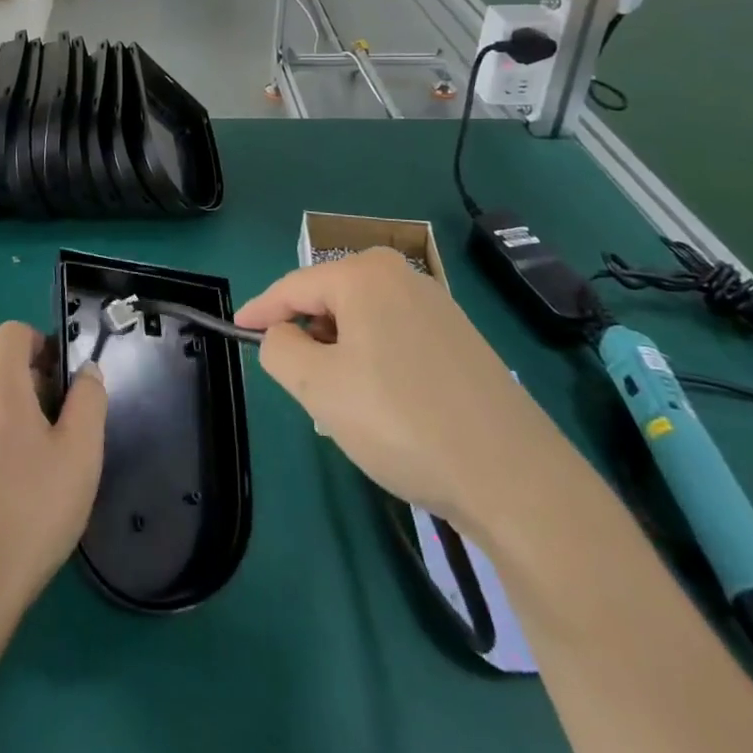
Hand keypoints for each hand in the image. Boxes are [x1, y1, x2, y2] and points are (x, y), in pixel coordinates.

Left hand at [0, 321, 107, 620]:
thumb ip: (89, 399)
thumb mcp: (82, 452)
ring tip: (27, 463)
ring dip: (4, 417)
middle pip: (0, 372)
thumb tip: (84, 371)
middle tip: (58, 431)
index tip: (59, 376)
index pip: (11, 334)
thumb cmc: (34, 511)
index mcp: (1, 388)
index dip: (38, 342)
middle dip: (31, 387)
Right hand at [233, 247, 551, 532]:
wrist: (516, 479)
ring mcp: (438, 305)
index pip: (294, 286)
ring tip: (345, 409)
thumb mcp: (319, 387)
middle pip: (330, 301)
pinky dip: (374, 362)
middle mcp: (402, 275)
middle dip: (309, 339)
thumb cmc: (402, 421)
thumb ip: (279, 349)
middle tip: (303, 389)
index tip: (236, 329)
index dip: (260, 310)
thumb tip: (282, 335)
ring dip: (341, 356)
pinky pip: (395, 337)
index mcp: (364, 273)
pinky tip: (385, 409)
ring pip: (363, 322)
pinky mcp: (461, 338)